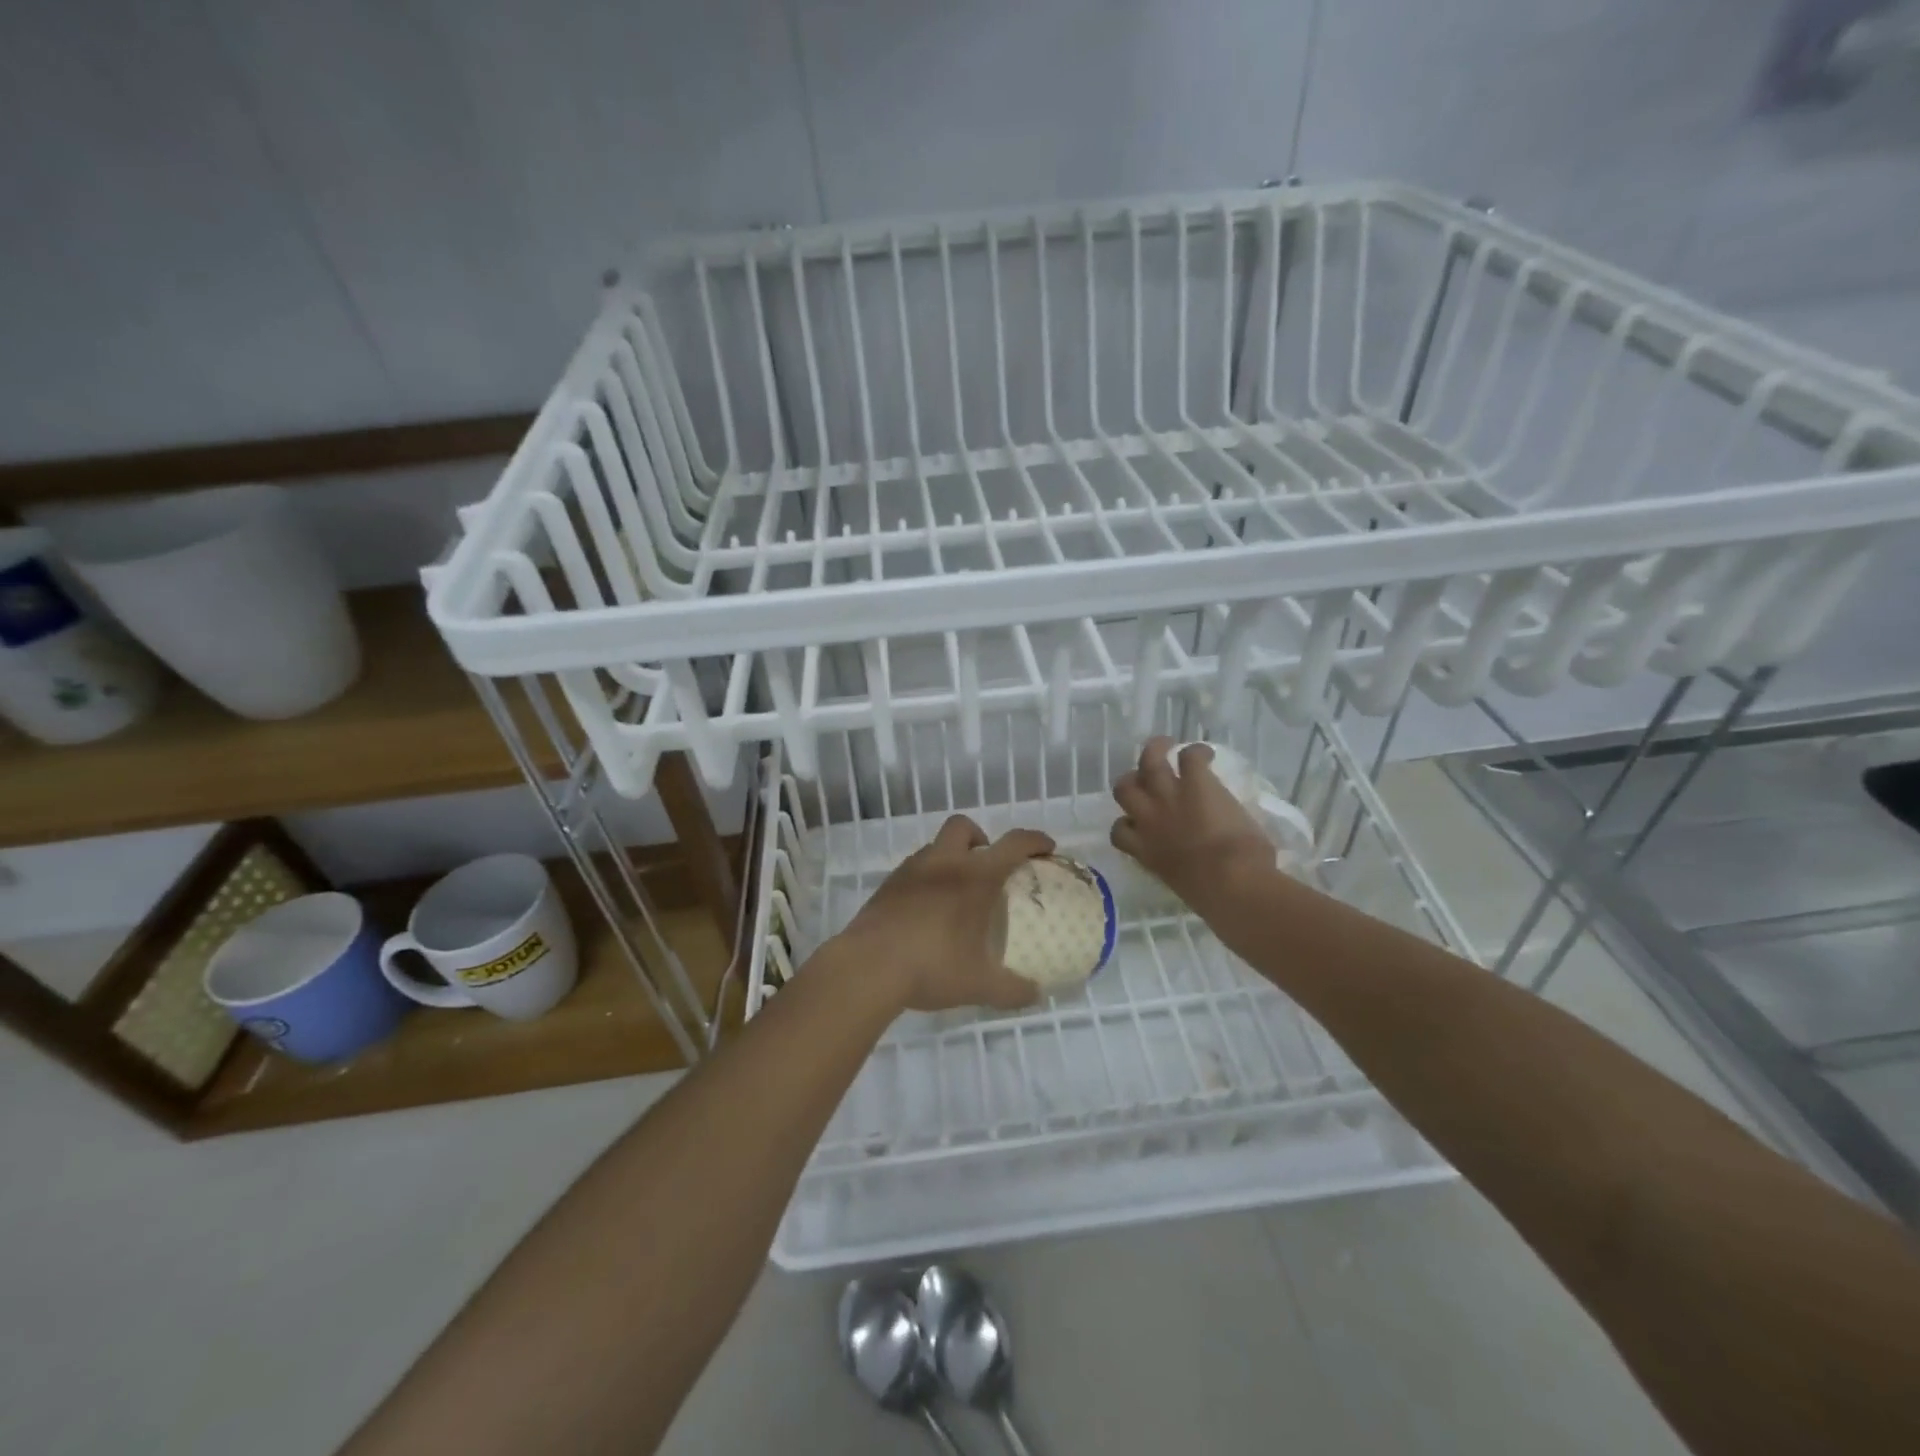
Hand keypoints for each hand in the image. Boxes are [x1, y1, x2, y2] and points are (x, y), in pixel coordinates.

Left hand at [832, 815, 1055, 1013]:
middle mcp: (944, 863)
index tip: (1046, 847)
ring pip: (936, 847)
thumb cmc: (932, 967)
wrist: (868, 967)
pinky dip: (927, 879)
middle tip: (988, 867)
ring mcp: (911, 871)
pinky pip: (914, 869)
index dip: (1034, 840)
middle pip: (964, 827)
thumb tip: (1036, 994)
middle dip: (981, 838)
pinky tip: (927, 910)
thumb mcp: (980, 985)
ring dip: (951, 858)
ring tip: (956, 893)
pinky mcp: (887, 886)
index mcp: (975, 877)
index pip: (1013, 843)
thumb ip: (1013, 989)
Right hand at [1111, 737, 1274, 913]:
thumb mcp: (1183, 883)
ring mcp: (1170, 798)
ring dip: (1155, 749)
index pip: (1120, 831)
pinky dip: (1197, 752)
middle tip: (1146, 777)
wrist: (1230, 882)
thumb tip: (1194, 863)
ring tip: (1165, 744)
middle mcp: (1149, 820)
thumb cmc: (1212, 897)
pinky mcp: (1196, 783)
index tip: (1140, 822)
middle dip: (1132, 781)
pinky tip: (1205, 753)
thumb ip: (1179, 866)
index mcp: (1146, 851)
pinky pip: (1189, 756)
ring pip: (1148, 762)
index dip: (1128, 823)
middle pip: (1124, 789)